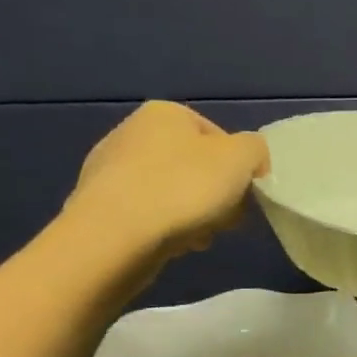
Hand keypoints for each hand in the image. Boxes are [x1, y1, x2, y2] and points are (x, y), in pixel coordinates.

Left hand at [62, 101, 270, 262]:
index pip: (221, 137)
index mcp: (165, 113)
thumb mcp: (242, 158)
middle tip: (225, 218)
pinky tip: (173, 243)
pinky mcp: (100, 203)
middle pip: (198, 166)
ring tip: (200, 236)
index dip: (240, 168)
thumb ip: (256, 149)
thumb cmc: (185, 187)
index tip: (244, 194)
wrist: (117, 235)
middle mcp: (132, 131)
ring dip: (196, 214)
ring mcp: (110, 168)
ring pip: (176, 191)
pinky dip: (167, 226)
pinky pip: (150, 212)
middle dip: (217, 194)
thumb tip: (250, 161)